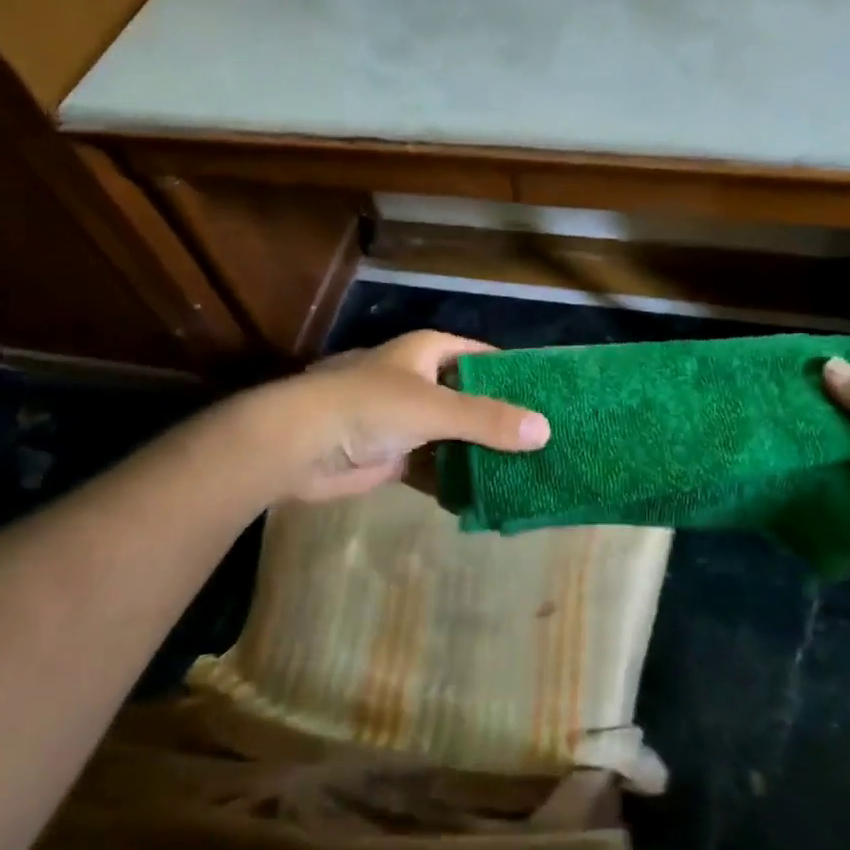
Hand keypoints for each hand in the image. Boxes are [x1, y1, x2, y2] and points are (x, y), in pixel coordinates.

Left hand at [235, 331, 549, 502]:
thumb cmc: (367, 407)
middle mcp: (420, 381)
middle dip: (503, 421)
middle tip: (547, 444)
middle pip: (472, 399)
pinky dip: (456, 481)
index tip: (552, 397)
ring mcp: (406, 420)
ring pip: (455, 436)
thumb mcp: (434, 408)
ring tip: (527, 473)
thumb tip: (546, 431)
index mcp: (429, 353)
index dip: (515, 375)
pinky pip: (436, 467)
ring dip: (481, 454)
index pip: (484, 357)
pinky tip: (487, 497)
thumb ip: (489, 420)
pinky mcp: (394, 456)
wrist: (297, 445)